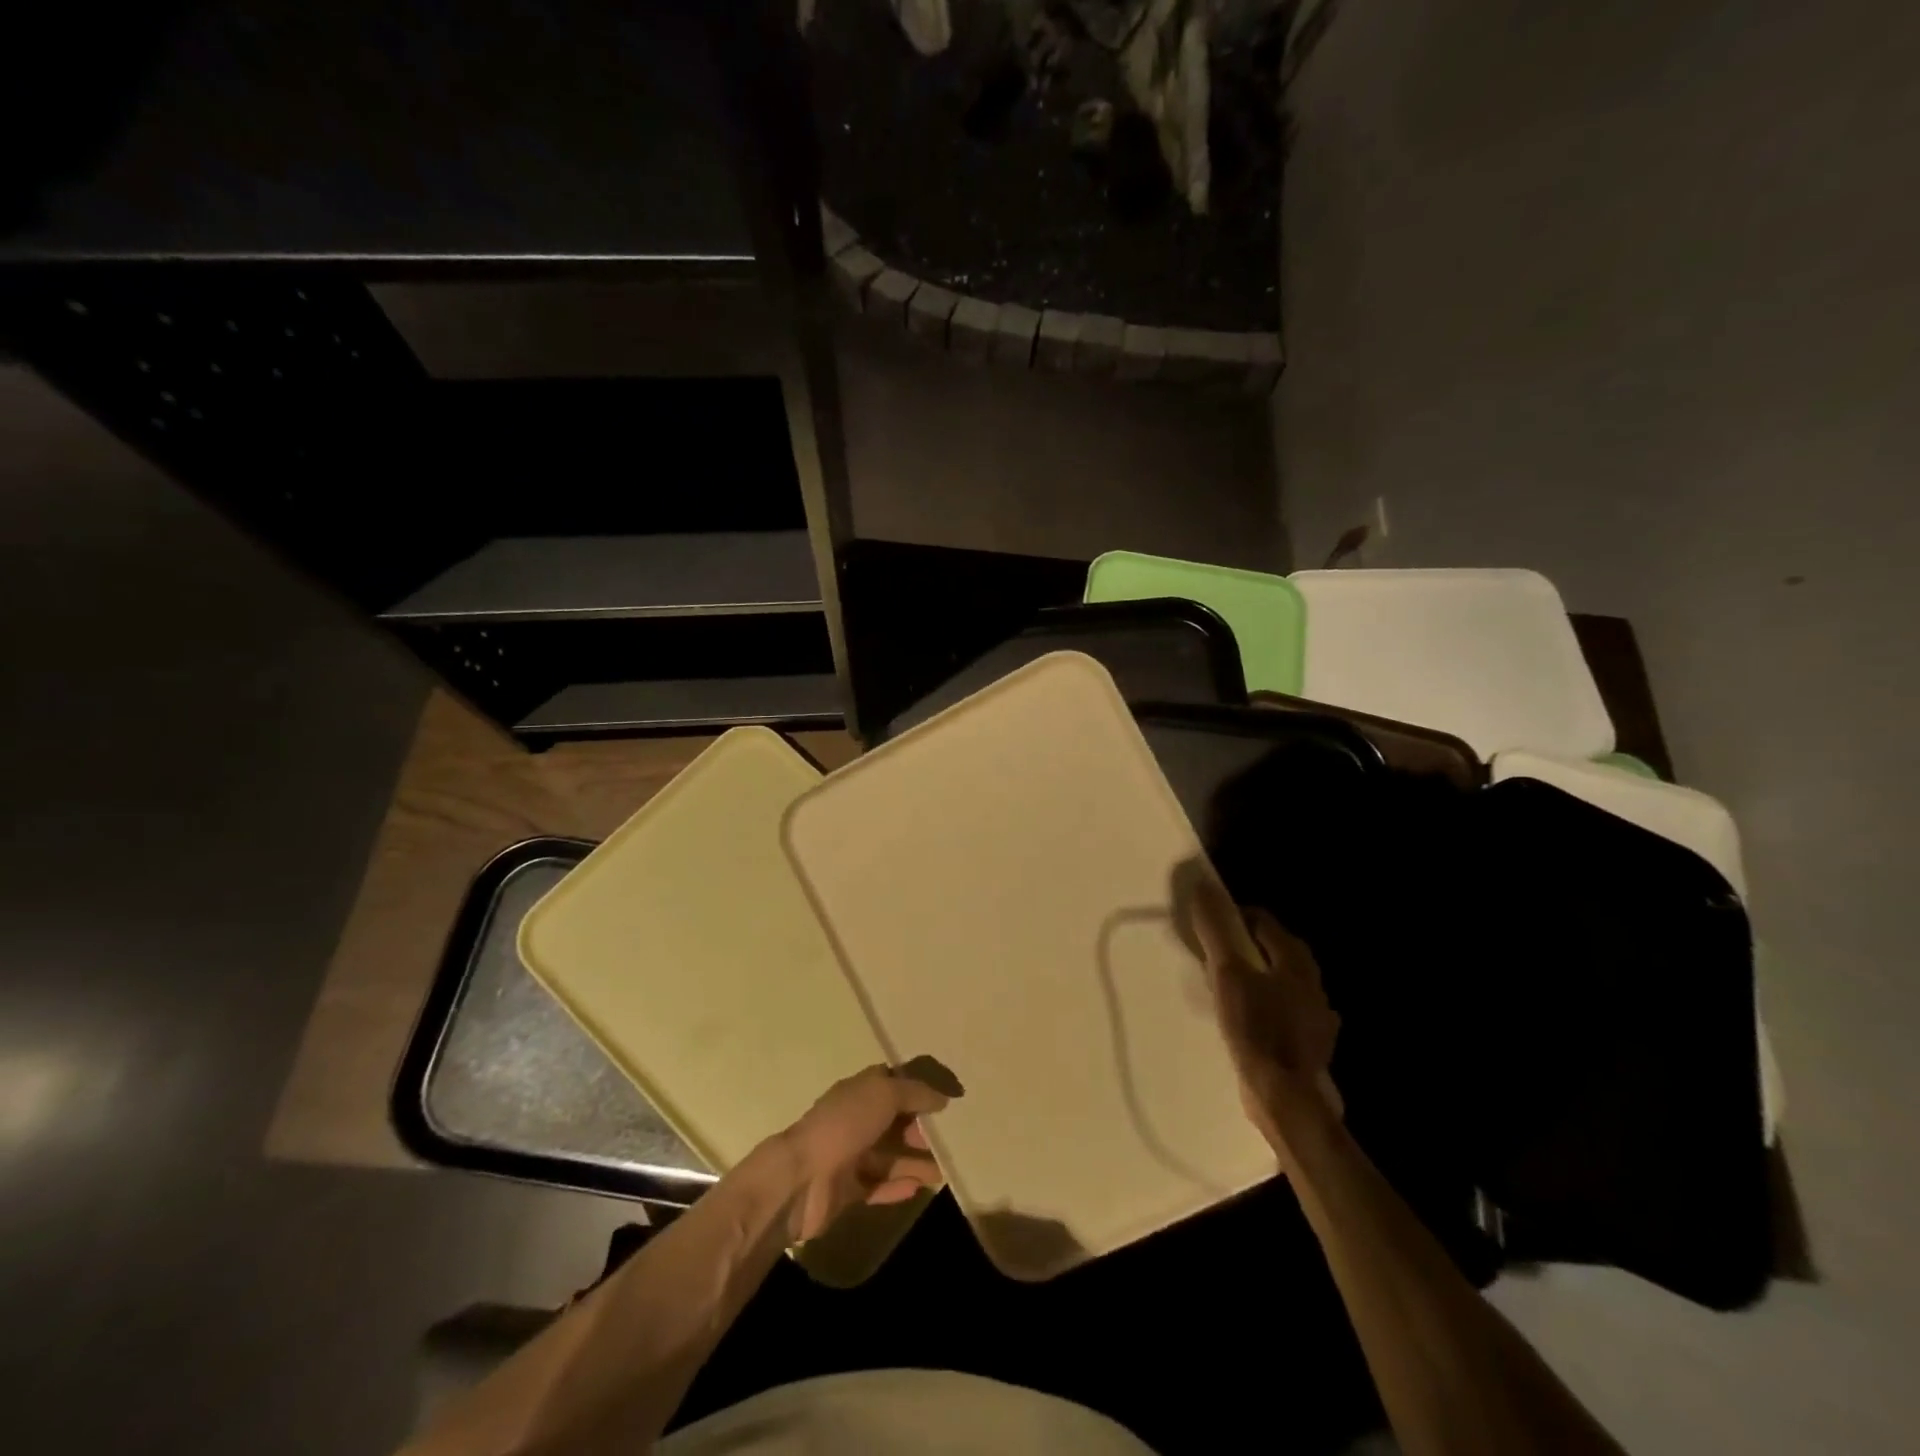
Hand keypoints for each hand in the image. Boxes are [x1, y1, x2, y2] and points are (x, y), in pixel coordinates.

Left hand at [779, 1065, 949, 1243]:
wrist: (801, 1178)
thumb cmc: (844, 1125)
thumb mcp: (884, 1095)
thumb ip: (914, 1093)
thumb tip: (942, 1097)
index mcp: (859, 1091)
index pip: (891, 1083)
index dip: (916, 1088)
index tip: (943, 1099)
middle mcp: (854, 1120)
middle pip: (892, 1122)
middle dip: (918, 1129)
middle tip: (947, 1140)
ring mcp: (850, 1156)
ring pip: (889, 1156)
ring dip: (915, 1162)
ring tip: (943, 1172)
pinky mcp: (847, 1190)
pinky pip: (878, 1185)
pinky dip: (898, 1186)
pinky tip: (919, 1188)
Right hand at [1185, 874, 1342, 1150]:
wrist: (1285, 1095)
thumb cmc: (1256, 1027)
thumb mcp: (1228, 974)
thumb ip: (1216, 931)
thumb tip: (1202, 887)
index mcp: (1296, 961)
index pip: (1264, 922)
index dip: (1235, 916)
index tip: (1209, 925)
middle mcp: (1312, 984)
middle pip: (1277, 951)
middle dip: (1247, 946)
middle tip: (1215, 953)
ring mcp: (1315, 1017)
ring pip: (1282, 983)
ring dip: (1258, 977)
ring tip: (1227, 985)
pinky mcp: (1309, 1045)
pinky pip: (1284, 1013)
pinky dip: (1266, 1008)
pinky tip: (1249, 1020)